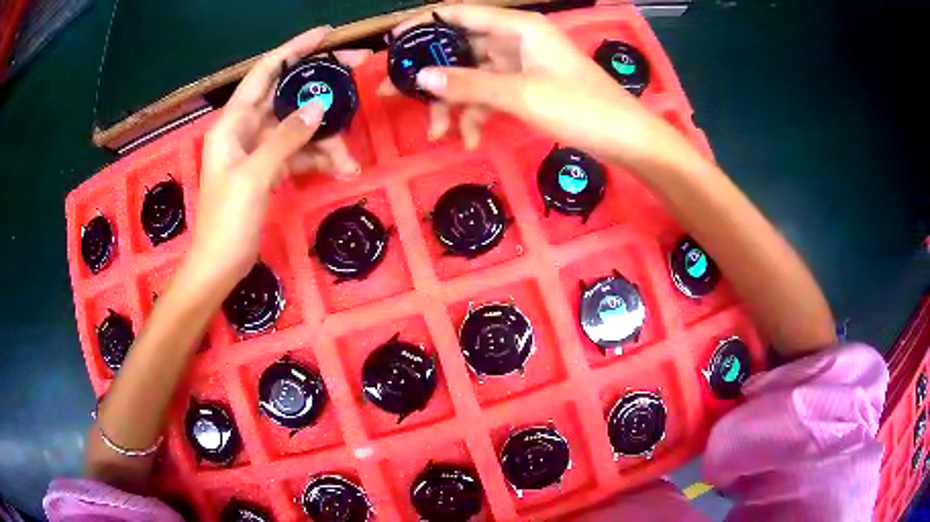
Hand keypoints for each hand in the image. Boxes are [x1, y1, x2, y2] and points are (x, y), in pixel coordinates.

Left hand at [191, 27, 369, 287]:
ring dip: (327, 139)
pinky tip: (341, 170)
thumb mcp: (255, 175)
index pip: (266, 71)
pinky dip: (320, 159)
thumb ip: (286, 137)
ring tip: (349, 160)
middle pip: (289, 94)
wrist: (219, 265)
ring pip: (300, 127)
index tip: (326, 35)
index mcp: (233, 122)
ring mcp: (259, 149)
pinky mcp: (269, 169)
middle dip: (323, 87)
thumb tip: (320, 105)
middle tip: (359, 73)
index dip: (294, 49)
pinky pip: (300, 153)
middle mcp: (246, 128)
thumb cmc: (226, 221)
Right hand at [383, 6, 664, 162]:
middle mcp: (516, 39)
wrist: (626, 139)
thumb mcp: (520, 94)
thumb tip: (421, 78)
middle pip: (461, 49)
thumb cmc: (581, 108)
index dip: (423, 25)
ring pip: (473, 76)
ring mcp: (522, 64)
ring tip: (437, 133)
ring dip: (454, 103)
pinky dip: (479, 114)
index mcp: (518, 27)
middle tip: (394, 94)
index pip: (459, 13)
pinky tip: (470, 139)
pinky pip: (492, 94)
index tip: (392, 43)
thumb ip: (469, 84)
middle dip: (431, 74)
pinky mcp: (528, 87)